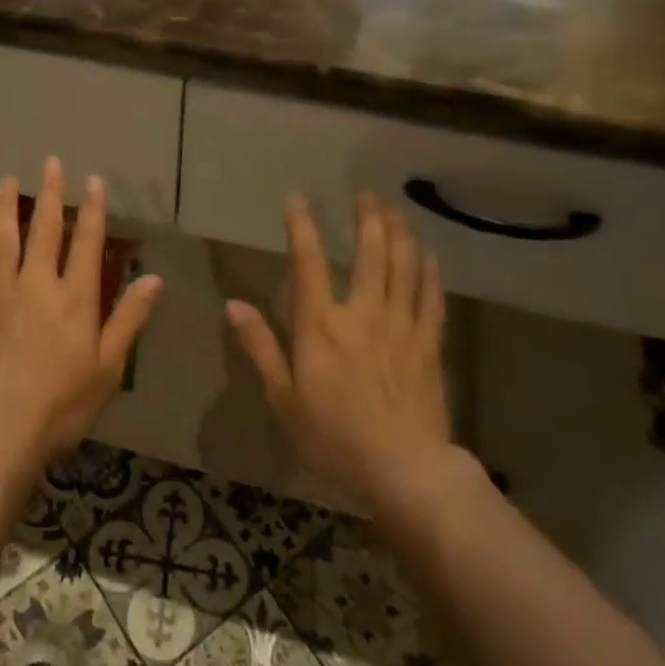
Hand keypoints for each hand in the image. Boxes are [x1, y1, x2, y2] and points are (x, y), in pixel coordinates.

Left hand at [0, 157, 163, 469]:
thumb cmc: (61, 404)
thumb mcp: (108, 367)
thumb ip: (129, 318)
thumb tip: (154, 278)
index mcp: (75, 298)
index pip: (88, 243)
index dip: (91, 210)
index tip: (92, 180)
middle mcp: (37, 285)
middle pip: (44, 230)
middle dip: (49, 194)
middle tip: (50, 162)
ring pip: (3, 242)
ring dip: (5, 209)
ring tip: (5, 181)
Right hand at [227, 193, 451, 508]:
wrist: (404, 470)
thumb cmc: (334, 436)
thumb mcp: (283, 397)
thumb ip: (260, 347)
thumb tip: (233, 305)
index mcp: (321, 324)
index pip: (309, 261)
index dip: (302, 226)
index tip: (298, 199)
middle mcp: (362, 313)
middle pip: (370, 253)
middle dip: (369, 219)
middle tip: (368, 195)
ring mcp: (401, 327)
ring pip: (404, 268)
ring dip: (401, 235)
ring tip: (397, 212)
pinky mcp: (429, 346)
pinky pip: (432, 300)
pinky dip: (430, 274)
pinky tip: (430, 257)